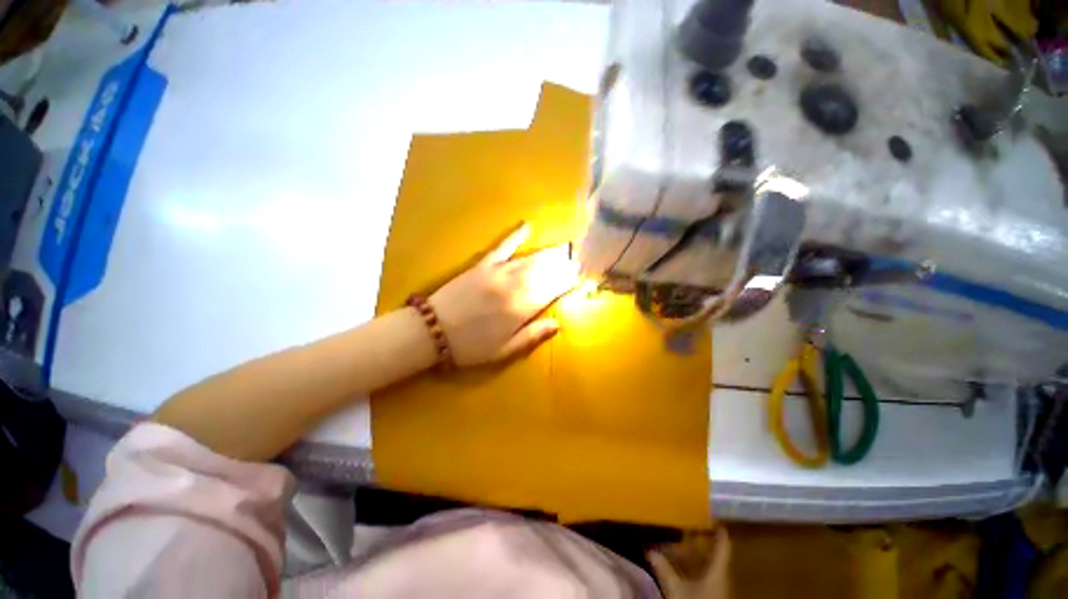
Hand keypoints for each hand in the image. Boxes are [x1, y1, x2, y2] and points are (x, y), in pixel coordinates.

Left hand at [429, 224, 578, 365]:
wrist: (432, 331)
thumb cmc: (471, 346)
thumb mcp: (504, 350)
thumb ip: (533, 335)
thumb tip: (558, 324)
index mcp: (521, 309)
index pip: (552, 290)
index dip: (568, 282)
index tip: (580, 276)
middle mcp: (514, 286)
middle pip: (545, 272)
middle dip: (563, 265)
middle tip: (577, 259)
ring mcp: (498, 272)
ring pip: (530, 259)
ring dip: (549, 253)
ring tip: (564, 249)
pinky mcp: (482, 265)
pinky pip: (502, 246)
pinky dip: (515, 236)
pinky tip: (527, 226)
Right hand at [648, 527, 731, 598]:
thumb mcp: (675, 589)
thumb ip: (664, 569)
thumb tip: (649, 550)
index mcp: (717, 572)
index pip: (722, 547)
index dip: (719, 532)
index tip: (713, 517)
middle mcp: (721, 578)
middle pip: (714, 556)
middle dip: (702, 542)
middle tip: (689, 525)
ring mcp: (717, 589)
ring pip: (709, 567)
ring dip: (696, 556)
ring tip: (682, 543)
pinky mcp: (711, 595)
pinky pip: (705, 576)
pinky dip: (695, 568)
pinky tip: (683, 567)